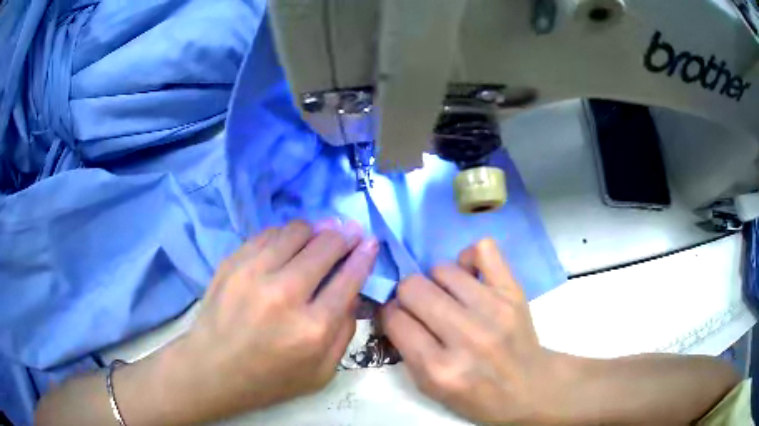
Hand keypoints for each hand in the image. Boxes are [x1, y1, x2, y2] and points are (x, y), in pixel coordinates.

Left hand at [159, 219, 378, 421]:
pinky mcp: (232, 262)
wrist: (212, 369)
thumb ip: (344, 332)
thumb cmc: (269, 379)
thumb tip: (353, 290)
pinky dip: (285, 235)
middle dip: (344, 235)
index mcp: (312, 328)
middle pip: (325, 246)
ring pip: (296, 231)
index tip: (370, 241)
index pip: (349, 277)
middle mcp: (285, 294)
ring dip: (315, 230)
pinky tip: (289, 244)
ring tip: (319, 237)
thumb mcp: (321, 372)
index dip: (364, 254)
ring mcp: (253, 273)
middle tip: (350, 232)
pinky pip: (268, 233)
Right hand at [381, 238, 565, 424]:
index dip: (391, 314)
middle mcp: (466, 336)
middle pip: (413, 288)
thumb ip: (406, 349)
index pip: (396, 319)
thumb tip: (392, 307)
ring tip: (448, 297)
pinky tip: (470, 277)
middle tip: (421, 307)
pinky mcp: (514, 291)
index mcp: (439, 369)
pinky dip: (469, 258)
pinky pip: (482, 250)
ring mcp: (494, 309)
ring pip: (442, 269)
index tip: (399, 317)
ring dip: (436, 283)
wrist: (527, 387)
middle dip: (407, 296)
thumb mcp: (430, 388)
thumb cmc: (475, 395)